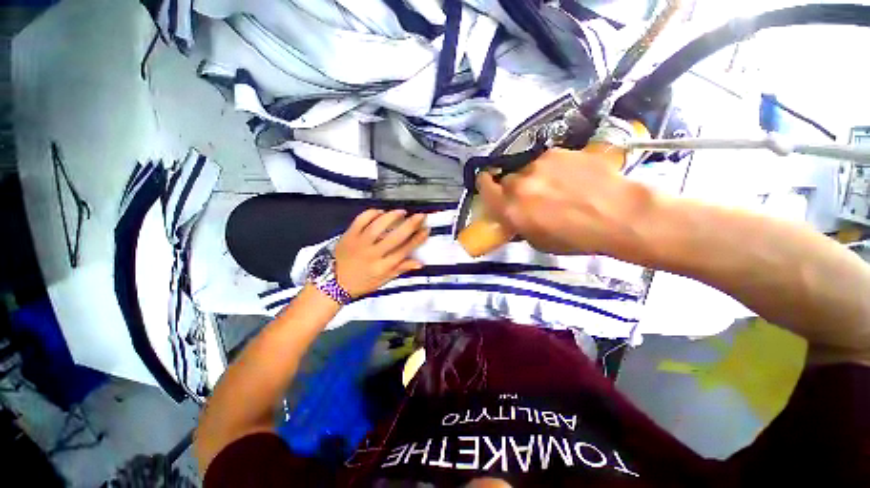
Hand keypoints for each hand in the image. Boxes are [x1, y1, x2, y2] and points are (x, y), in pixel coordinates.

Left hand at [334, 209, 428, 296]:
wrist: (332, 283)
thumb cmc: (361, 283)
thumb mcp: (383, 281)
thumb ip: (401, 269)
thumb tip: (420, 263)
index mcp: (382, 267)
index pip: (404, 250)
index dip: (417, 239)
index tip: (426, 230)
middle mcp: (372, 254)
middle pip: (396, 236)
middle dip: (411, 224)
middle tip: (421, 215)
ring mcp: (359, 242)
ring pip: (379, 225)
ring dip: (393, 216)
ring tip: (403, 211)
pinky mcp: (348, 234)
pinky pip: (361, 219)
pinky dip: (372, 213)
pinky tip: (381, 212)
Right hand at [477, 147, 654, 255]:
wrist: (618, 214)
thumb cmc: (576, 237)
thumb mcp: (539, 241)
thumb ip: (519, 225)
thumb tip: (513, 216)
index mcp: (511, 208)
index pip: (485, 187)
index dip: (485, 184)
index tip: (489, 186)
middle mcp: (519, 184)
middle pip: (506, 178)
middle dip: (513, 186)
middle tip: (529, 194)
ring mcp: (539, 164)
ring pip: (526, 168)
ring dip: (533, 176)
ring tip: (554, 185)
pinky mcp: (558, 152)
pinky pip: (545, 159)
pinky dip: (551, 167)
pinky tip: (569, 176)